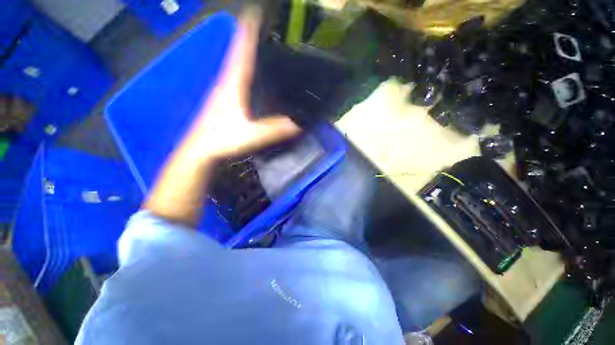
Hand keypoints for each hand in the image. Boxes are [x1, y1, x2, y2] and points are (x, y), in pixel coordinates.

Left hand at [181, 7, 300, 160]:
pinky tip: (253, 74)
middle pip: (238, 54)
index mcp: (232, 85)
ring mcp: (224, 91)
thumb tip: (298, 125)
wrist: (200, 150)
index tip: (254, 12)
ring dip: (246, 53)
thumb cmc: (222, 140)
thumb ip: (274, 130)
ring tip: (261, 44)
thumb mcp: (251, 135)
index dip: (247, 32)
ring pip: (236, 66)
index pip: (241, 52)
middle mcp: (227, 83)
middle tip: (263, 26)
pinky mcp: (224, 101)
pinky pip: (236, 79)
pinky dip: (244, 70)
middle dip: (248, 37)